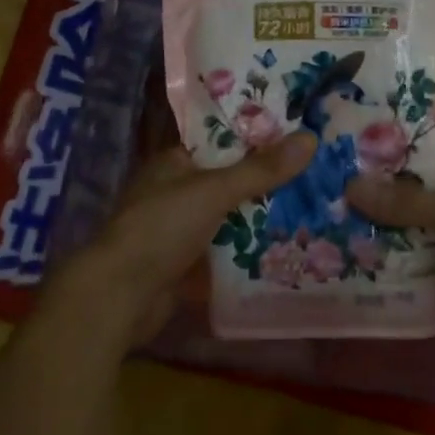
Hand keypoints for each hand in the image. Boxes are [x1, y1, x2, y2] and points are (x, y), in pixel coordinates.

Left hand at [50, 134, 316, 351]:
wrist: (120, 296)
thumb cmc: (161, 228)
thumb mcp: (214, 191)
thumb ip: (261, 169)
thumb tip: (310, 138)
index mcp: (174, 162)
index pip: (222, 142)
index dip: (257, 140)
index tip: (298, 138)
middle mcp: (176, 191)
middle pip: (229, 181)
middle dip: (265, 183)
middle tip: (314, 177)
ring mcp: (179, 229)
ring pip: (228, 217)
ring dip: (259, 218)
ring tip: (310, 211)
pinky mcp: (184, 264)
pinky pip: (223, 250)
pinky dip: (247, 250)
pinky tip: (284, 249)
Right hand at [346, 163, 434, 371]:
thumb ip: (405, 201)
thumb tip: (349, 185)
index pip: (425, 158)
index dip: (389, 157)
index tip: (344, 157)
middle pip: (415, 196)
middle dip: (377, 197)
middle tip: (326, 193)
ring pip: (413, 230)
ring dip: (381, 232)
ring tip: (330, 223)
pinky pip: (418, 263)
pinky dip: (394, 263)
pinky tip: (356, 261)